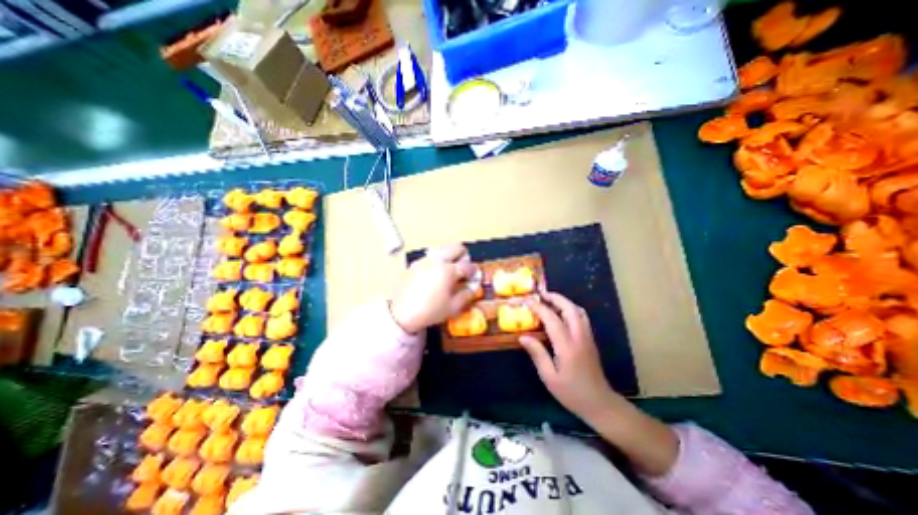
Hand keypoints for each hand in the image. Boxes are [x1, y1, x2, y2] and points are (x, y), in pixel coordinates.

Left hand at [388, 243, 475, 333]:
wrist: (401, 314)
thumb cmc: (430, 311)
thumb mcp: (453, 307)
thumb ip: (467, 294)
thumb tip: (473, 286)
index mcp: (448, 270)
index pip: (467, 265)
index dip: (473, 272)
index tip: (473, 278)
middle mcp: (437, 260)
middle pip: (456, 247)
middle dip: (464, 256)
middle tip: (463, 269)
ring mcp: (424, 260)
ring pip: (442, 250)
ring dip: (449, 257)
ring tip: (448, 272)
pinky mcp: (414, 264)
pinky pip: (430, 257)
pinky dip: (437, 262)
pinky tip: (433, 276)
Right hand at [520, 292, 619, 423]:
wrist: (600, 404)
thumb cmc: (572, 393)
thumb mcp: (549, 377)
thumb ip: (537, 354)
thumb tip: (523, 336)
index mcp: (567, 347)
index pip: (552, 319)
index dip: (539, 308)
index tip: (527, 301)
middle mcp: (579, 337)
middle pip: (570, 309)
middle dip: (555, 298)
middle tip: (540, 294)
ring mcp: (587, 337)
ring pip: (578, 311)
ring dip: (564, 302)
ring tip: (549, 301)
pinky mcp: (590, 340)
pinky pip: (581, 317)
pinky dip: (570, 309)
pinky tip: (561, 314)